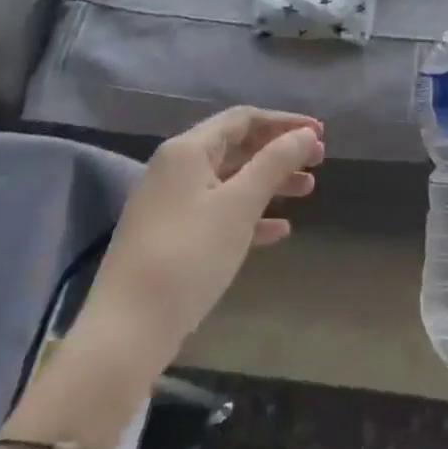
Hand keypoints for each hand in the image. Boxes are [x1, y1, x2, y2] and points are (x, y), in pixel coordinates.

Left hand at [87, 108, 323, 362]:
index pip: (243, 119)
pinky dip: (249, 214)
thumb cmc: (189, 255)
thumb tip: (305, 133)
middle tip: (318, 162)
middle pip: (236, 147)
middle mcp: (175, 168)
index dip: (284, 122)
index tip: (320, 133)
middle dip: (279, 152)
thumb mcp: (239, 205)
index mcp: (188, 150)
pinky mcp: (171, 237)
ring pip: (229, 180)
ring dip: (269, 182)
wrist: (128, 329)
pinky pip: (217, 212)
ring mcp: (170, 203)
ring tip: (307, 191)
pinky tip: (279, 230)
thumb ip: (275, 163)